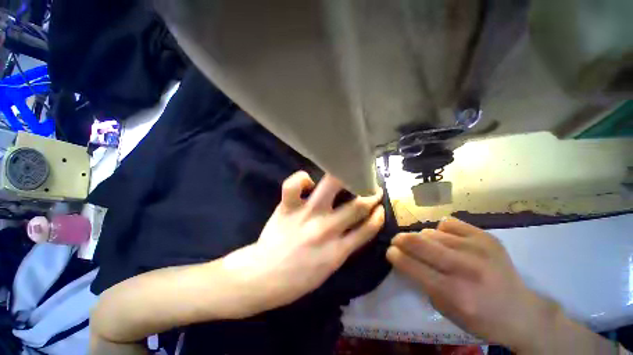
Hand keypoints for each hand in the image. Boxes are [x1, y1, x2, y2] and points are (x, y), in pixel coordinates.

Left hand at [222, 171, 384, 316]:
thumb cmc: (296, 278)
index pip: (368, 229)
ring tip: (349, 173)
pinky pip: (294, 185)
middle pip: (357, 206)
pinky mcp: (288, 207)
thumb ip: (343, 247)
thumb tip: (354, 227)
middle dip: (370, 194)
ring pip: (332, 187)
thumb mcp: (328, 269)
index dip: (377, 216)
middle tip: (372, 187)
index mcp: (338, 252)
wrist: (262, 278)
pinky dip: (302, 178)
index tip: (380, 207)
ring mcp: (306, 215)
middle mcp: (326, 229)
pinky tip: (308, 181)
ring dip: (345, 178)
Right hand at [387, 218, 557, 351]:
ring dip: (422, 238)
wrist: (522, 312)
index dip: (394, 255)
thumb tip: (406, 257)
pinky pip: (449, 223)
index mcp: (453, 292)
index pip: (410, 264)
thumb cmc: (480, 318)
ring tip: (428, 246)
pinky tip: (447, 240)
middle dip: (400, 239)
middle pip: (418, 241)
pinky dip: (442, 231)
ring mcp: (478, 248)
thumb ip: (422, 281)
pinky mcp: (487, 237)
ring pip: (431, 232)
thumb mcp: (445, 309)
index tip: (389, 251)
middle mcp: (464, 267)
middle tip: (397, 241)